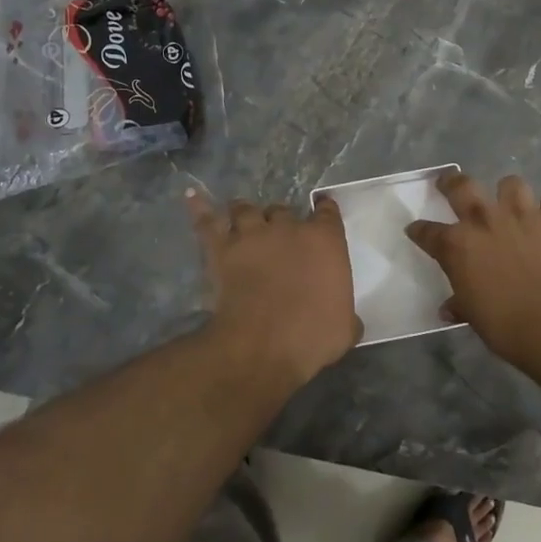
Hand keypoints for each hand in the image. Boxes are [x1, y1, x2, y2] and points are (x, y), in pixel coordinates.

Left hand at [187, 189, 360, 384]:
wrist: (264, 344)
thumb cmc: (312, 336)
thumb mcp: (344, 329)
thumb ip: (346, 315)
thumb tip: (348, 320)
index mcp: (324, 240)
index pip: (326, 212)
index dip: (323, 210)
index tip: (322, 211)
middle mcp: (288, 227)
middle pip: (282, 210)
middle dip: (280, 221)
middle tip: (277, 238)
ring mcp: (252, 234)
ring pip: (246, 209)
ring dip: (245, 214)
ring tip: (243, 221)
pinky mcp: (221, 248)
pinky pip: (207, 221)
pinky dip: (199, 208)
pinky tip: (191, 197)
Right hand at [405, 171, 540, 371]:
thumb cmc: (509, 329)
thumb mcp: (475, 318)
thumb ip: (461, 304)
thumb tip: (449, 308)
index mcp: (458, 246)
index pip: (427, 232)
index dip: (419, 231)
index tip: (415, 229)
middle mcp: (486, 220)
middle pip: (461, 186)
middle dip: (451, 182)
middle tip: (450, 183)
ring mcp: (524, 214)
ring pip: (511, 184)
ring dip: (509, 194)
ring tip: (513, 206)